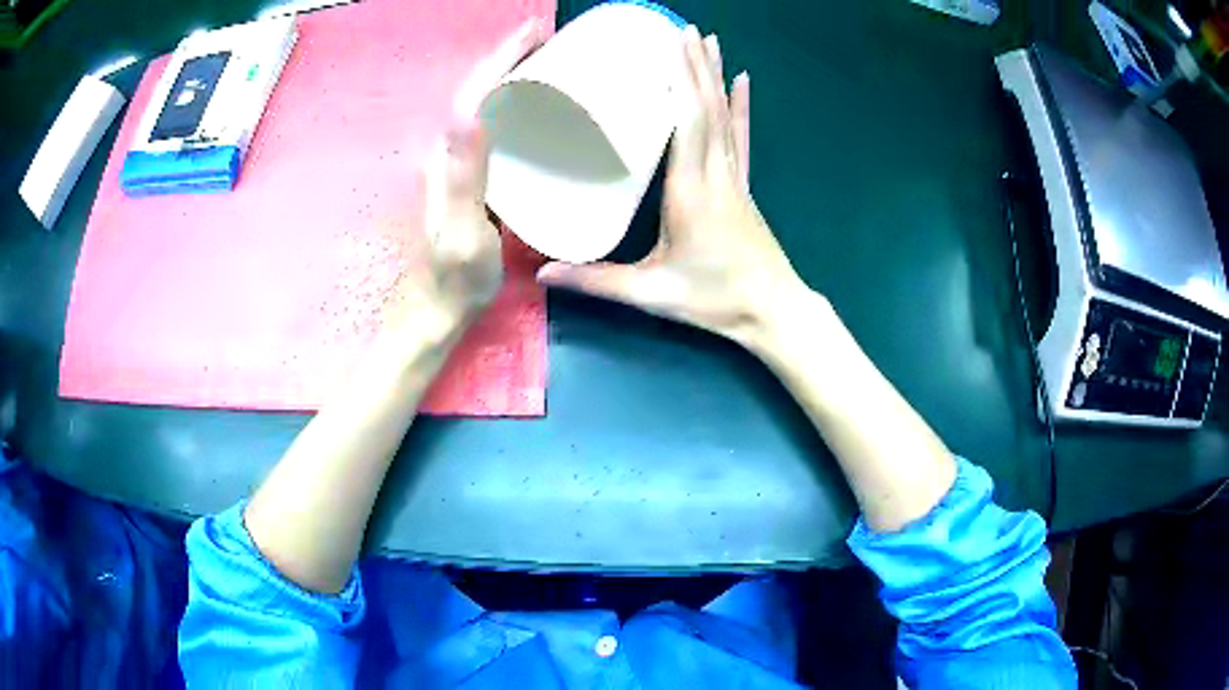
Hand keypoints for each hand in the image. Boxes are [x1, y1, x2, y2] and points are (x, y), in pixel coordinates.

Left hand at [394, 19, 544, 334]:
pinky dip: (511, 105)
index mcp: (449, 159)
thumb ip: (465, 178)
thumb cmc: (457, 278)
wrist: (439, 307)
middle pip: (477, 92)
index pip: (475, 94)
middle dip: (508, 59)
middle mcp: (447, 153)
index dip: (502, 59)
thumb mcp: (465, 232)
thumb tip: (468, 116)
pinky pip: (491, 128)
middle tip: (547, 39)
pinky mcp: (468, 177)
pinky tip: (533, 106)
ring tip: (544, 60)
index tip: (533, 34)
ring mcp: (456, 164)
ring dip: (509, 77)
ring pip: (483, 106)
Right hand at [537, 26, 806, 346]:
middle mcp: (716, 173)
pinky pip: (744, 136)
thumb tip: (541, 273)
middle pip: (707, 107)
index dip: (680, 80)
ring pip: (726, 115)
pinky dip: (743, 106)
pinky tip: (743, 80)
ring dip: (715, 74)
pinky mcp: (744, 185)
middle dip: (694, 64)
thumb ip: (595, 281)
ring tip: (708, 39)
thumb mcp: (650, 293)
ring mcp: (735, 177)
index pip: (688, 122)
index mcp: (690, 191)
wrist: (772, 312)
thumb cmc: (713, 300)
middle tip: (683, 27)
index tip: (669, 45)